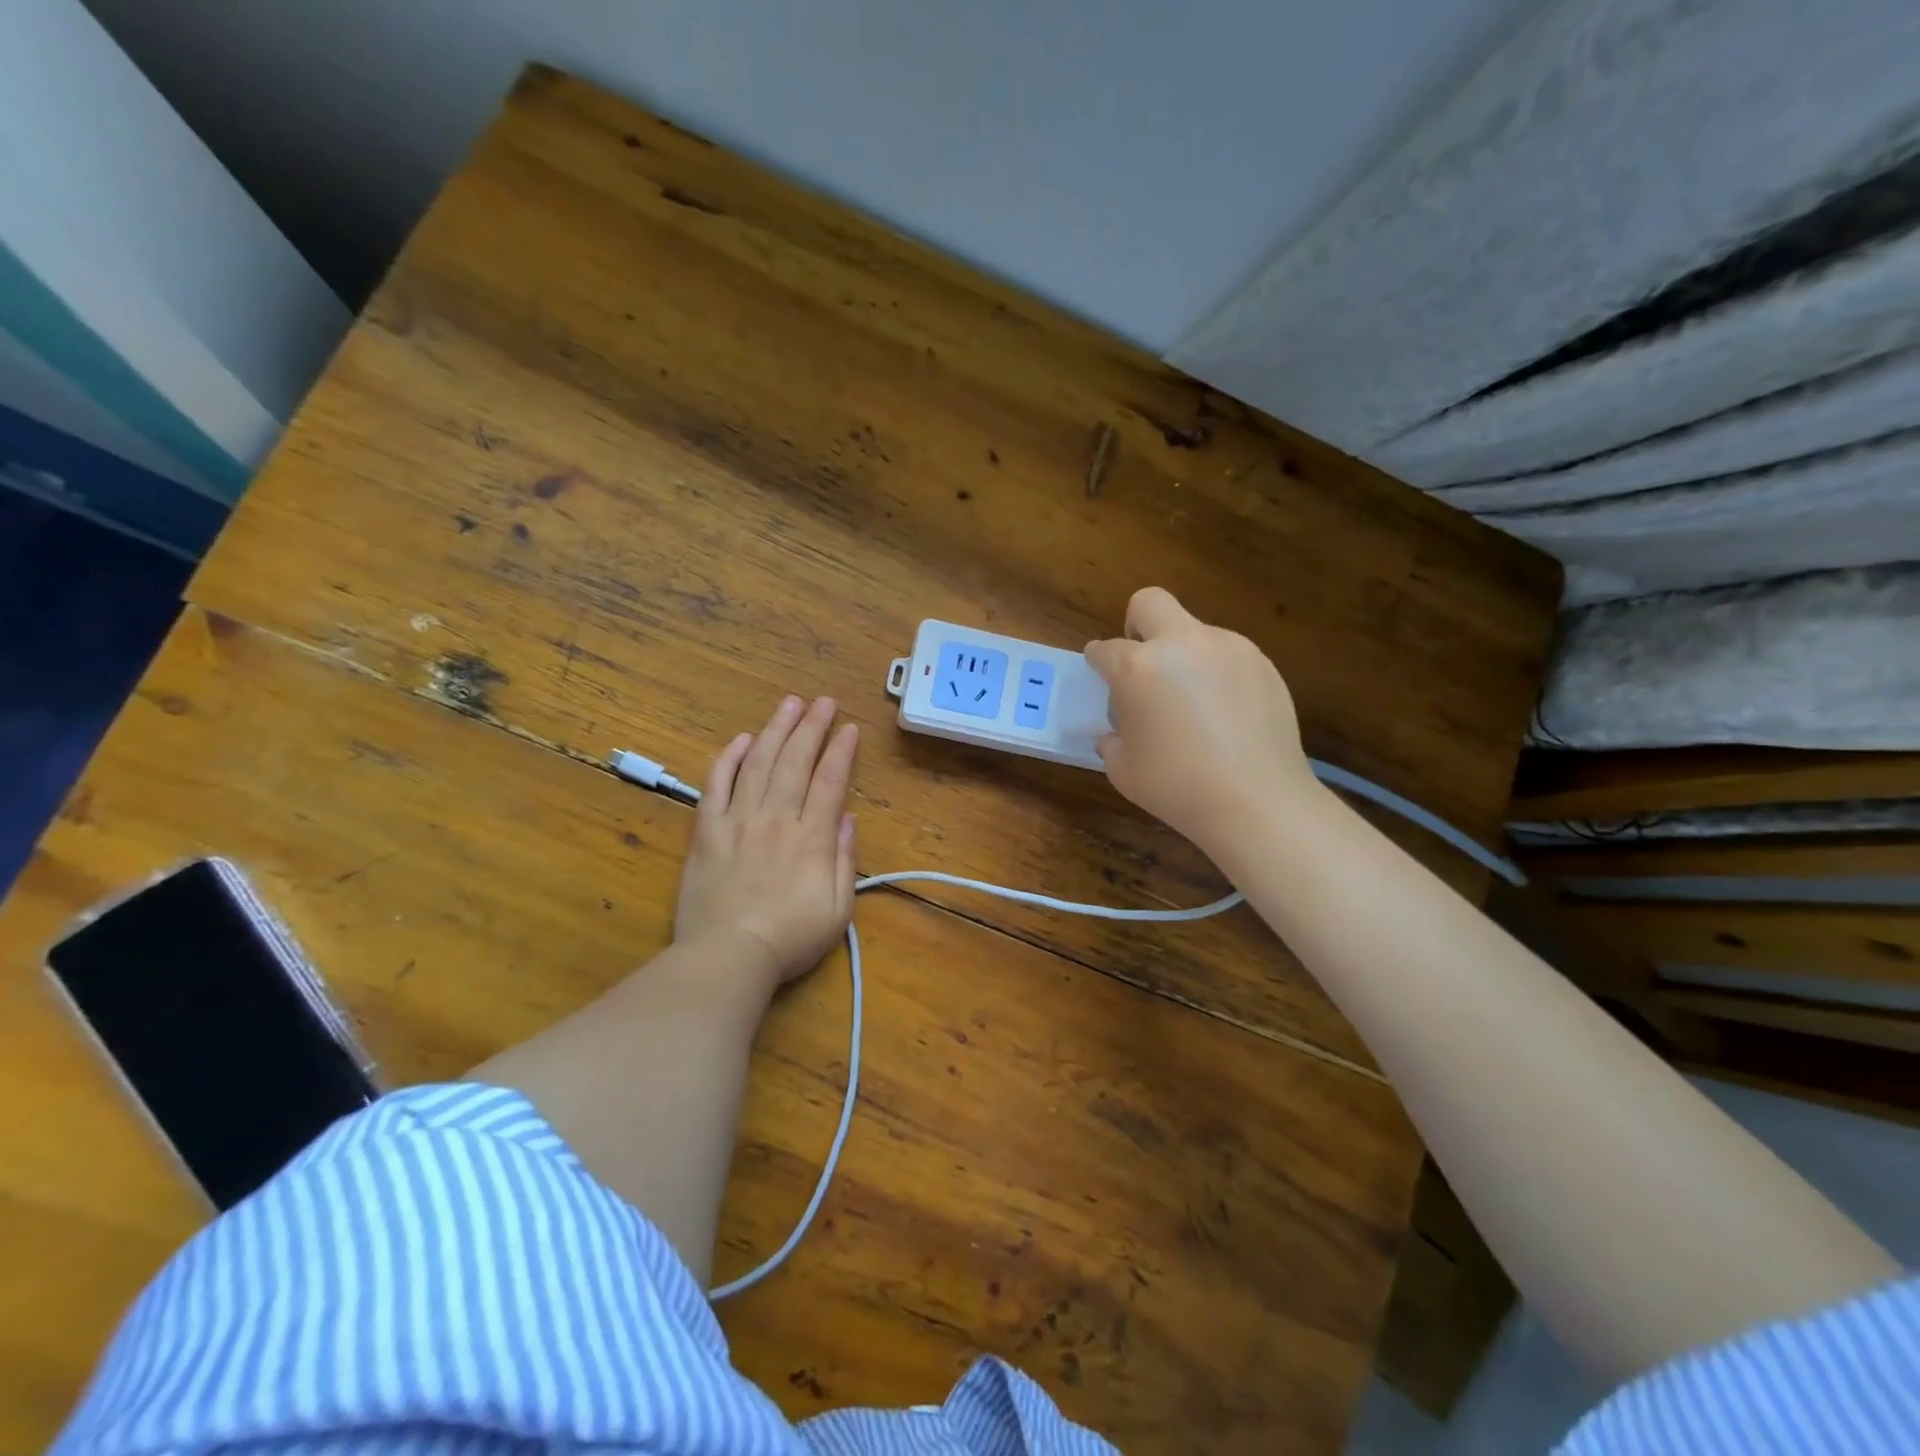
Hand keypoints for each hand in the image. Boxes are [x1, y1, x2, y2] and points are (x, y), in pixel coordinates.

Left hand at [674, 694, 858, 994]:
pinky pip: (716, 785)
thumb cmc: (789, 939)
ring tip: (789, 704)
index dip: (841, 751)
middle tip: (823, 701)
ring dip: (775, 730)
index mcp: (811, 838)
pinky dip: (730, 758)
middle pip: (796, 762)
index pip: (829, 781)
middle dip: (812, 727)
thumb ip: (844, 861)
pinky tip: (743, 739)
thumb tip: (847, 818)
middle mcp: (776, 818)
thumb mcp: (837, 910)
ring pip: (759, 764)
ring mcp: (738, 821)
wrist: (727, 957)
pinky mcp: (707, 831)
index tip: (850, 727)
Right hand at [1085, 587, 1313, 860]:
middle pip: (1150, 603)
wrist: (1256, 801)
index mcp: (1138, 667)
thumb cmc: (1177, 787)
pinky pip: (1226, 655)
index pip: (1104, 649)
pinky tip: (1224, 714)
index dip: (1098, 663)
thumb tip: (1119, 730)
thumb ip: (1113, 737)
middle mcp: (1181, 644)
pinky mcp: (1261, 663)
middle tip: (1142, 665)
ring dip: (1182, 654)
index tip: (1101, 676)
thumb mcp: (1122, 768)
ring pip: (1193, 630)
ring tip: (1192, 704)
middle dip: (1136, 626)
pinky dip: (1216, 673)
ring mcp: (1227, 647)